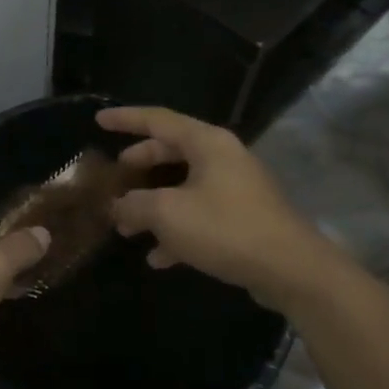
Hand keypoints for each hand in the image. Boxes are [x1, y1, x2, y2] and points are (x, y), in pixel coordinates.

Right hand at [100, 106, 324, 311]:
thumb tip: (117, 207)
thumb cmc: (225, 228)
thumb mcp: (167, 214)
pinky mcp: (243, 218)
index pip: (158, 119)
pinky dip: (176, 229)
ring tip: (127, 228)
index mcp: (207, 143)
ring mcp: (235, 188)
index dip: (125, 119)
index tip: (98, 120)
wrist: (290, 269)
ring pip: (183, 187)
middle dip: (139, 166)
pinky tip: (158, 258)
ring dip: (153, 205)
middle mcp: (223, 158)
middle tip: (115, 177)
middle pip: (171, 151)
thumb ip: (134, 205)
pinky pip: (200, 214)